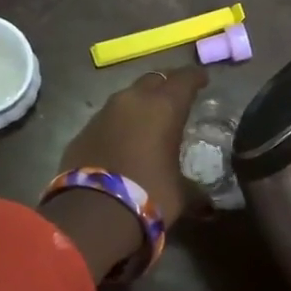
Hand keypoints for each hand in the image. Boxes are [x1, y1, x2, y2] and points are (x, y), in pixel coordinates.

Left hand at [58, 67, 207, 222]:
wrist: (92, 213)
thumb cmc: (148, 195)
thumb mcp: (181, 193)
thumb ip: (194, 188)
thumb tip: (208, 203)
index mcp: (164, 107)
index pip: (185, 78)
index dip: (196, 77)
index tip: (203, 79)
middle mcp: (133, 101)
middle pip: (154, 80)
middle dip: (167, 85)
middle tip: (177, 97)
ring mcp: (104, 113)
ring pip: (128, 97)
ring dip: (141, 104)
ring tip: (150, 119)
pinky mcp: (83, 130)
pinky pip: (108, 118)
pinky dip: (120, 124)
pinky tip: (125, 140)